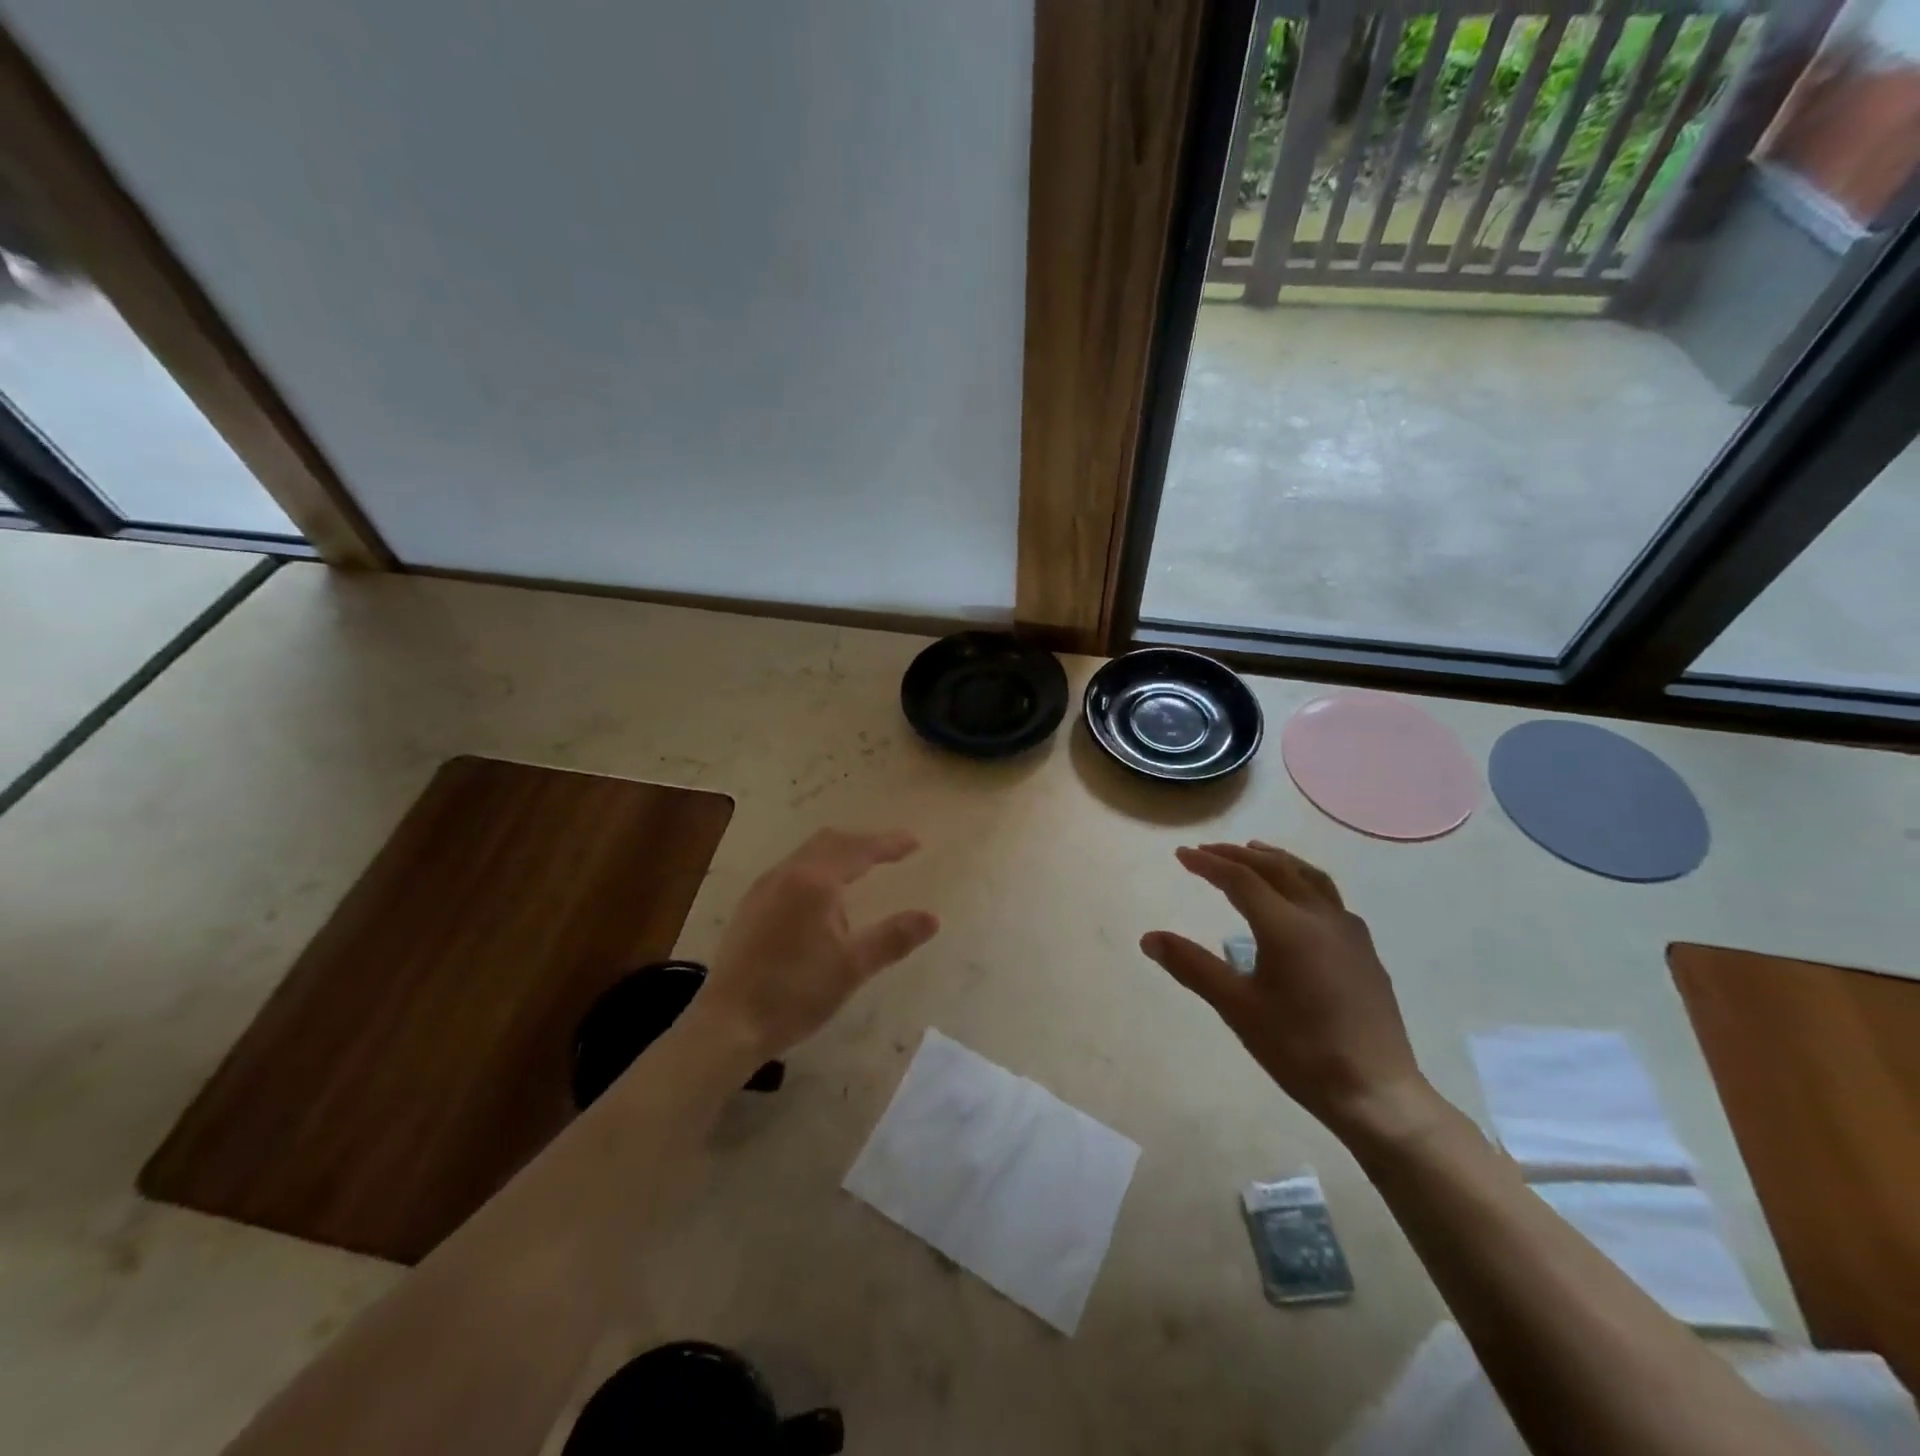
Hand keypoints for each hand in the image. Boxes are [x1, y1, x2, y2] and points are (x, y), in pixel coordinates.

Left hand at [692, 829, 939, 1059]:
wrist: (728, 1024)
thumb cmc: (795, 993)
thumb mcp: (852, 967)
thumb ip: (894, 937)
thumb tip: (932, 917)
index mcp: (815, 882)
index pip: (859, 850)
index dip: (889, 844)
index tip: (915, 842)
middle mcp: (787, 874)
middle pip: (831, 841)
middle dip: (864, 842)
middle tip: (892, 851)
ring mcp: (764, 888)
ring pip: (808, 853)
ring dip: (839, 853)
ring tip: (863, 869)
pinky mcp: (751, 906)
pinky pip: (792, 869)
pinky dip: (818, 867)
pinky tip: (823, 897)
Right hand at [1141, 841, 1438, 1142]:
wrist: (1376, 1093)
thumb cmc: (1299, 1050)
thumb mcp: (1237, 1008)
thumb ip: (1192, 967)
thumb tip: (1149, 938)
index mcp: (1287, 927)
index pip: (1240, 879)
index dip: (1208, 864)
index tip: (1182, 854)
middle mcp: (1320, 916)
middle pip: (1275, 868)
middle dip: (1238, 855)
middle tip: (1207, 851)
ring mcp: (1348, 931)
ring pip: (1308, 876)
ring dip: (1276, 859)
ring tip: (1254, 852)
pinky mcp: (1364, 949)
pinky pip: (1329, 896)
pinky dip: (1302, 879)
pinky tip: (1298, 898)